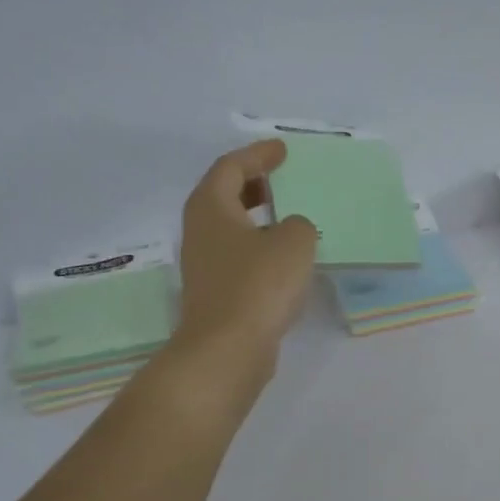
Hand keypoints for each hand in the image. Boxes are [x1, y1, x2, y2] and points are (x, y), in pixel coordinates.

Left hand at [168, 140, 317, 392]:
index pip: (231, 166)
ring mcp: (205, 265)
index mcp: (211, 207)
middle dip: (252, 183)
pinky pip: (239, 256)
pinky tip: (284, 260)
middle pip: (224, 195)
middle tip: (281, 179)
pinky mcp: (216, 293)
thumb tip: (291, 230)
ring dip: (257, 218)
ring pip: (231, 228)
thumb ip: (299, 225)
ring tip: (288, 217)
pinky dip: (260, 248)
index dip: (258, 155)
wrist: (227, 350)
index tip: (282, 150)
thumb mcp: (294, 243)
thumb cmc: (258, 286)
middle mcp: (200, 231)